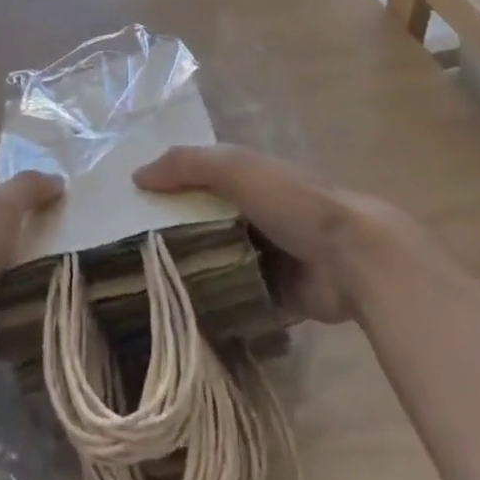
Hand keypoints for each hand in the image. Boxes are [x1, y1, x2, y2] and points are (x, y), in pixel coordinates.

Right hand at [136, 146, 402, 323]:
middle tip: (126, 254)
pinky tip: (178, 314)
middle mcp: (252, 215)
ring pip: (215, 262)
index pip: (195, 179)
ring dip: (189, 271)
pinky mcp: (274, 294)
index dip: (165, 188)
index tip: (126, 206)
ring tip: (142, 287)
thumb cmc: (291, 201)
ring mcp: (265, 256)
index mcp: (246, 180)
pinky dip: (213, 304)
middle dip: (171, 234)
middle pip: (202, 222)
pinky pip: (234, 299)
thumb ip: (186, 165)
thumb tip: (137, 176)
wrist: (353, 258)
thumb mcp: (235, 168)